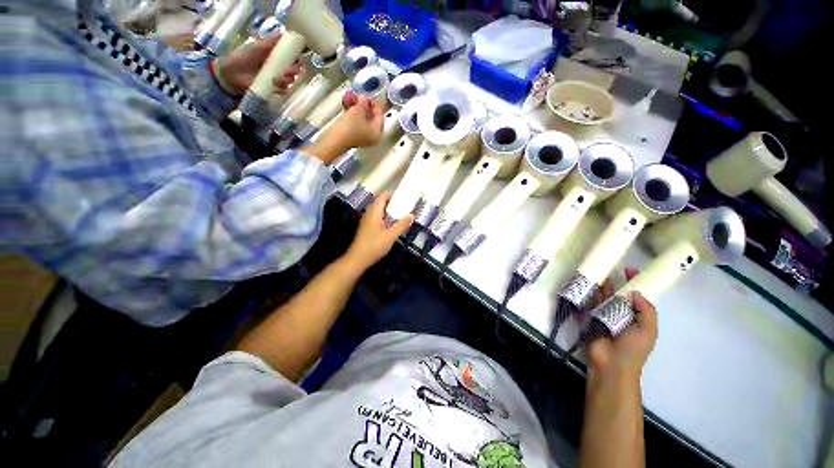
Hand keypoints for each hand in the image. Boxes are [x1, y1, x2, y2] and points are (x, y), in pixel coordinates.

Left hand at [214, 34, 301, 95]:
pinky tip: (274, 83)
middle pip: (294, 70)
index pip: (292, 58)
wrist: (233, 72)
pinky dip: (281, 87)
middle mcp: (279, 68)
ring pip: (290, 80)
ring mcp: (277, 79)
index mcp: (277, 57)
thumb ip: (270, 42)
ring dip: (287, 79)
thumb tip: (283, 33)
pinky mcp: (274, 89)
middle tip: (291, 70)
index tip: (298, 58)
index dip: (296, 58)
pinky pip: (284, 90)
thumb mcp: (257, 46)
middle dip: (294, 70)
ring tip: (278, 77)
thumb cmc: (244, 57)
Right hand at [327, 92, 384, 147]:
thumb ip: (363, 102)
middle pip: (371, 117)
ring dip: (357, 108)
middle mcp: (372, 137)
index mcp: (377, 132)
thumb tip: (364, 98)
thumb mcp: (358, 110)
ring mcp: (362, 137)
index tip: (367, 94)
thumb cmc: (349, 127)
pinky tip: (347, 105)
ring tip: (350, 97)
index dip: (374, 103)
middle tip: (358, 95)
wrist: (334, 140)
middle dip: (364, 105)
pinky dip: (352, 114)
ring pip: (363, 119)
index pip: (380, 115)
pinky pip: (356, 123)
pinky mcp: (353, 137)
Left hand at [343, 193, 412, 272]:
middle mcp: (369, 214)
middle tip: (406, 207)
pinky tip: (394, 226)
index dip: (393, 194)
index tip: (404, 197)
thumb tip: (412, 215)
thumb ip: (402, 225)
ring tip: (402, 215)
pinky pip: (378, 218)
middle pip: (381, 203)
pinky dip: (386, 219)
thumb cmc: (374, 245)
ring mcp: (367, 221)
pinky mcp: (367, 229)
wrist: (357, 259)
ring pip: (380, 211)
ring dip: (390, 212)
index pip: (383, 196)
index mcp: (374, 212)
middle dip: (393, 203)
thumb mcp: (391, 235)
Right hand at [587, 268, 657, 381]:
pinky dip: (589, 294)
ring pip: (604, 297)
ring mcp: (605, 315)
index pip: (638, 296)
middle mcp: (622, 314)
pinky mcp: (591, 317)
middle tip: (610, 268)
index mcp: (638, 317)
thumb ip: (646, 310)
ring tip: (597, 273)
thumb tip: (635, 291)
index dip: (636, 283)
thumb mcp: (648, 329)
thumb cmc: (633, 348)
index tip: (630, 269)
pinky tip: (587, 284)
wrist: (611, 363)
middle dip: (616, 282)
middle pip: (619, 295)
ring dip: (602, 286)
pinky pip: (590, 303)